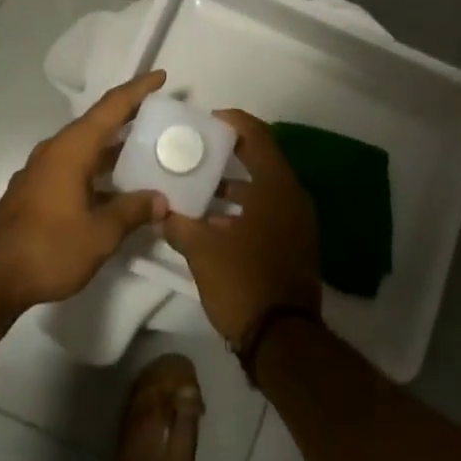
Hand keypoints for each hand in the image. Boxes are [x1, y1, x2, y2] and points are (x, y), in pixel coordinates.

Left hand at [0, 71, 170, 313]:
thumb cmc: (48, 248)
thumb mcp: (100, 234)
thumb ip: (133, 211)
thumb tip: (161, 200)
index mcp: (72, 149)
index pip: (111, 107)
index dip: (138, 90)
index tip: (161, 77)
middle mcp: (56, 151)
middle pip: (98, 123)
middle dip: (129, 116)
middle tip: (161, 115)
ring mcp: (43, 171)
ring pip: (86, 147)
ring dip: (114, 146)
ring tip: (146, 149)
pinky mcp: (37, 191)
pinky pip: (76, 166)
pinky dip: (99, 167)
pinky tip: (116, 186)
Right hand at [161, 110, 320, 346]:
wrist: (283, 339)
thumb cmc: (244, 282)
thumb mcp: (203, 251)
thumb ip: (180, 225)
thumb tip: (161, 213)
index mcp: (277, 187)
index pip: (259, 137)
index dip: (235, 123)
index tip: (209, 120)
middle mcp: (293, 197)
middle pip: (263, 160)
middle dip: (231, 154)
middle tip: (199, 150)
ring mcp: (299, 223)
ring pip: (265, 189)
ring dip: (236, 186)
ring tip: (201, 186)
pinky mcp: (296, 245)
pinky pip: (269, 212)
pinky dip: (245, 209)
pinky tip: (216, 223)